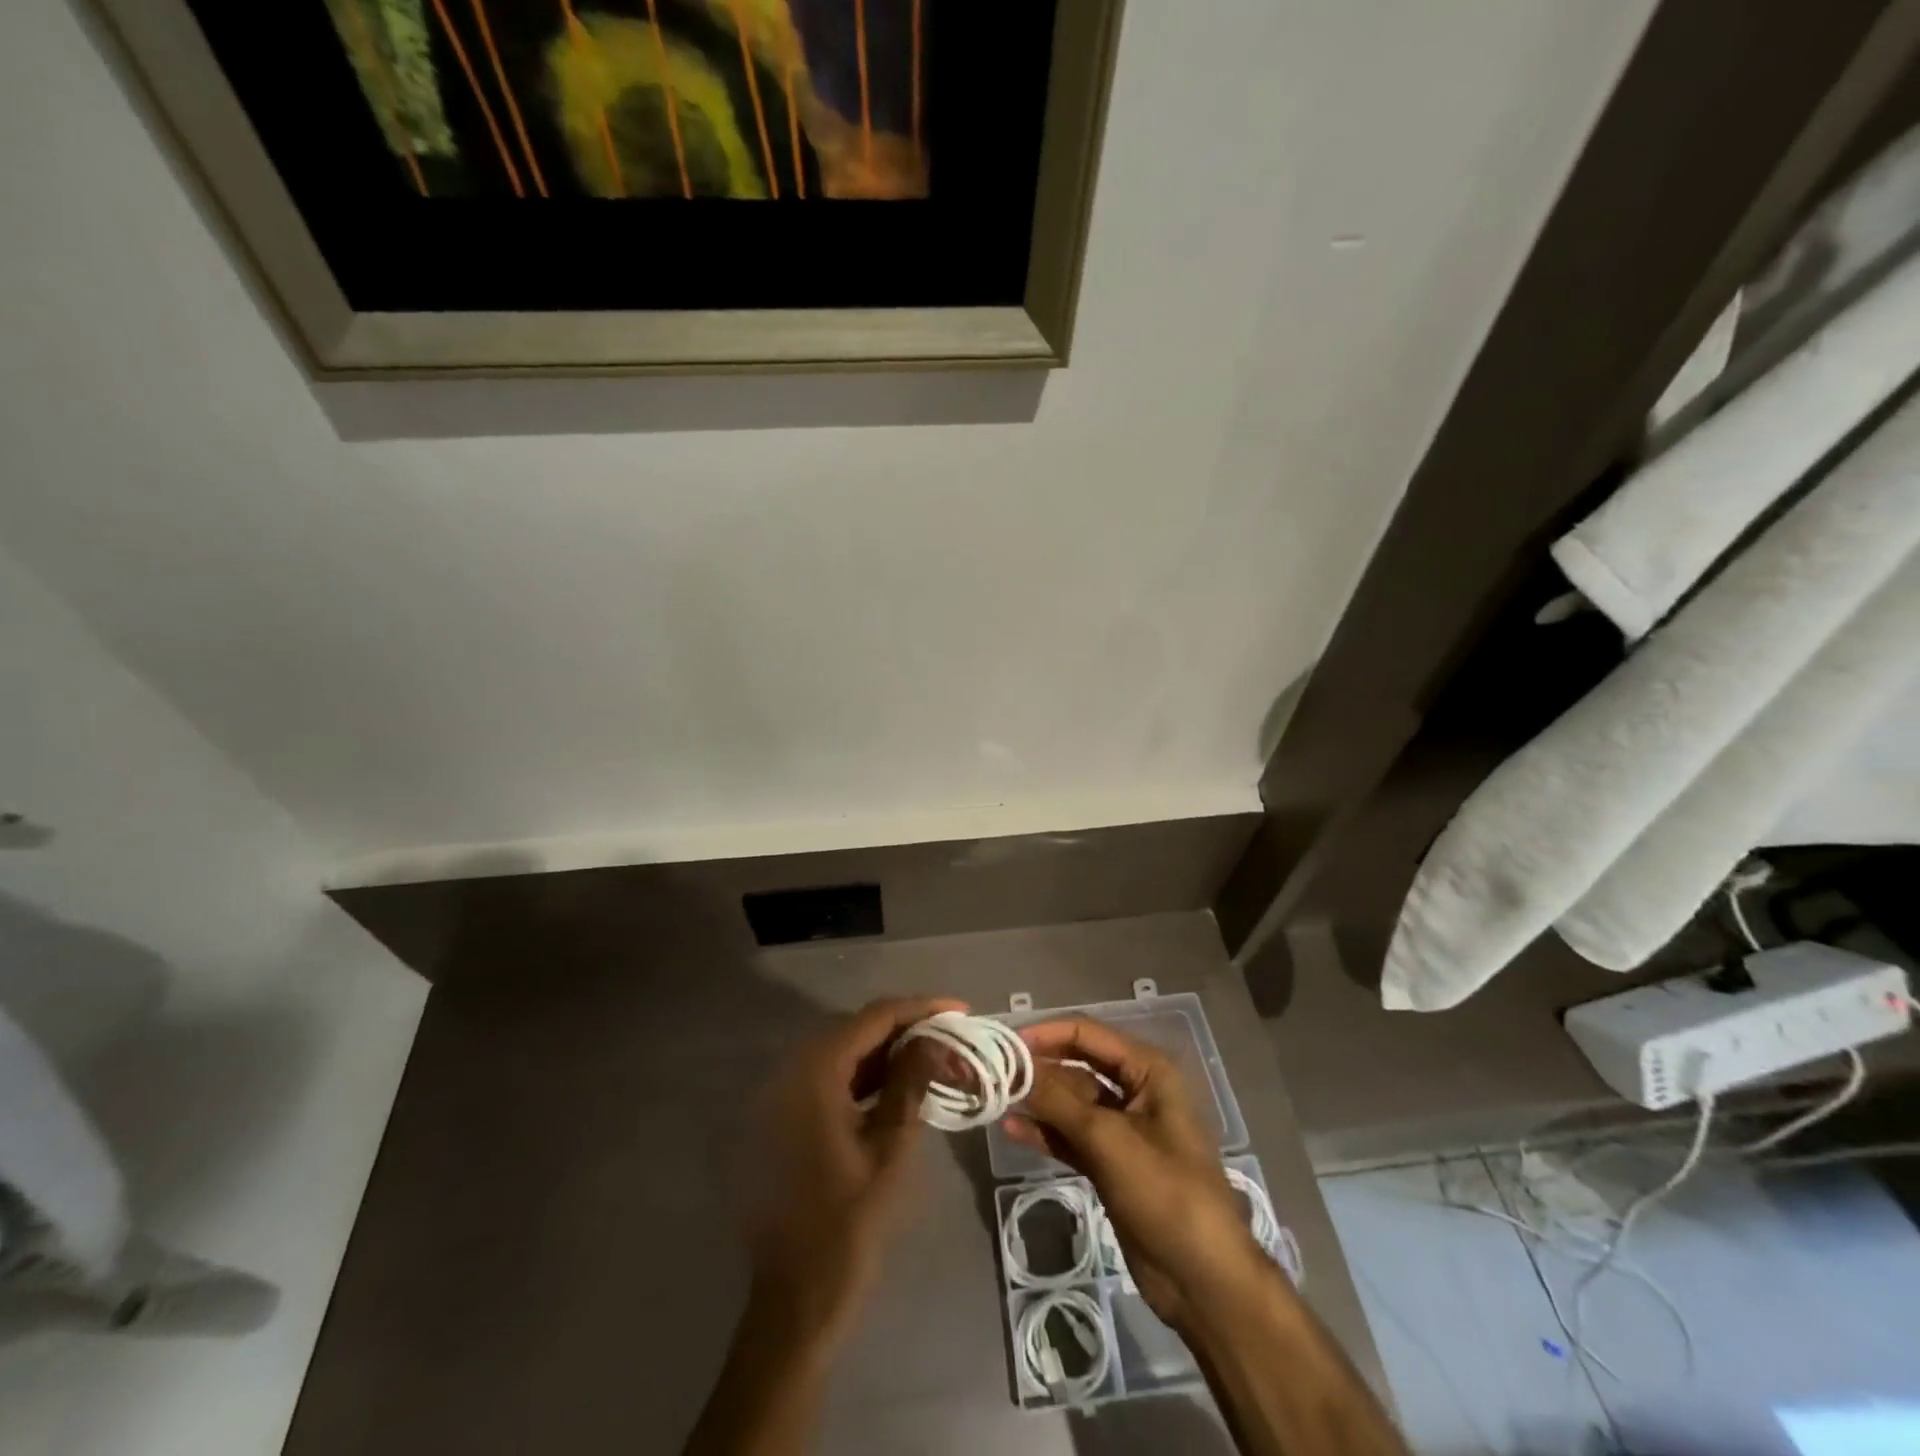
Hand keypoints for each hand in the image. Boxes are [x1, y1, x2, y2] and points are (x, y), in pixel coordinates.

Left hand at [743, 996, 962, 1347]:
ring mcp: (784, 1096)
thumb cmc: (846, 1226)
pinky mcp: (785, 1119)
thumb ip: (909, 1085)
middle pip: (856, 1030)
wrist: (793, 1301)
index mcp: (814, 1074)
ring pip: (844, 1054)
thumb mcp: (888, 1151)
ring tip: (934, 1054)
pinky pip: (830, 1080)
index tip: (960, 1009)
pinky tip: (898, 1085)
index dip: (919, 1008)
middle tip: (951, 1033)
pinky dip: (865, 1077)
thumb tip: (933, 1040)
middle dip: (906, 1027)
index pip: (873, 1019)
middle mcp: (792, 1073)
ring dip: (887, 1052)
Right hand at [1004, 1019, 1272, 1332]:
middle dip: (1039, 1069)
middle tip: (994, 1073)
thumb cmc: (1165, 1193)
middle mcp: (1136, 1091)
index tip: (1006, 1043)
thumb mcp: (1108, 1140)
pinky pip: (1073, 1137)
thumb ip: (1058, 1101)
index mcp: (1148, 1071)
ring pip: (1072, 1103)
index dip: (1047, 1034)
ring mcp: (1123, 1130)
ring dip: (1038, 1102)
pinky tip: (1013, 1130)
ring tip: (996, 1101)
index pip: (1088, 1035)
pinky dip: (1046, 1133)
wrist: (1204, 1279)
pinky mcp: (1112, 1164)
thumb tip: (1013, 1070)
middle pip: (1078, 1067)